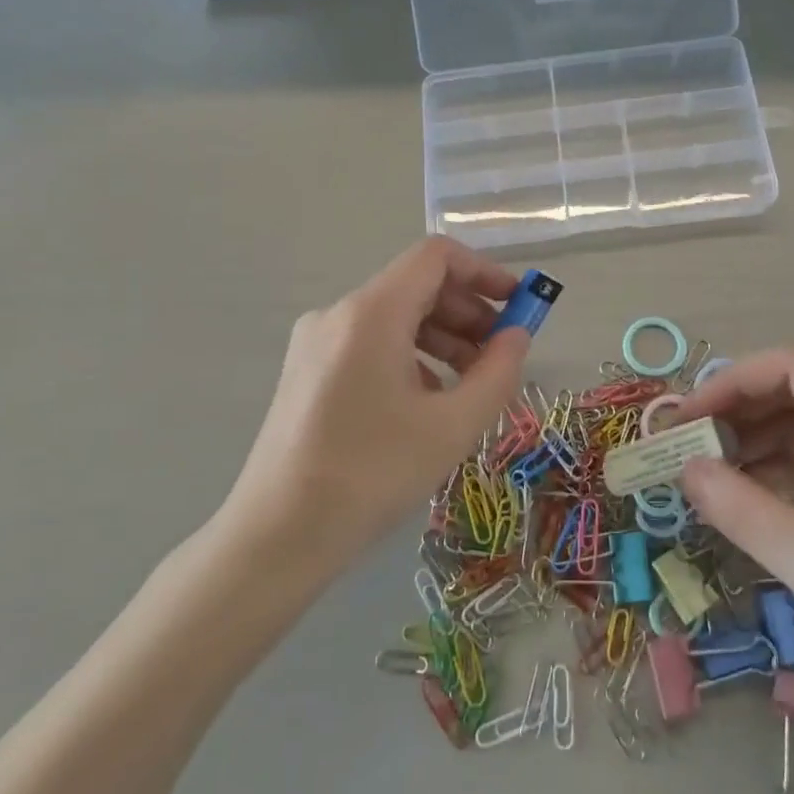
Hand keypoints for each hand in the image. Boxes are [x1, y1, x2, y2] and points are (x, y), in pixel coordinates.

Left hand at [224, 237, 530, 556]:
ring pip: (394, 317)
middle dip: (468, 312)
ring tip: (471, 384)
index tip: (517, 304)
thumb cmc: (372, 474)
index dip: (484, 271)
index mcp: (371, 313)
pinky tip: (427, 402)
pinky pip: (370, 344)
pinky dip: (410, 357)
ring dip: (442, 338)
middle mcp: (338, 313)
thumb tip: (517, 336)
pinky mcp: (307, 371)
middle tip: (501, 354)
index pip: (435, 256)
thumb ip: (498, 371)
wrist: (276, 536)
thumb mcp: (453, 426)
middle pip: (416, 286)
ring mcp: (316, 342)